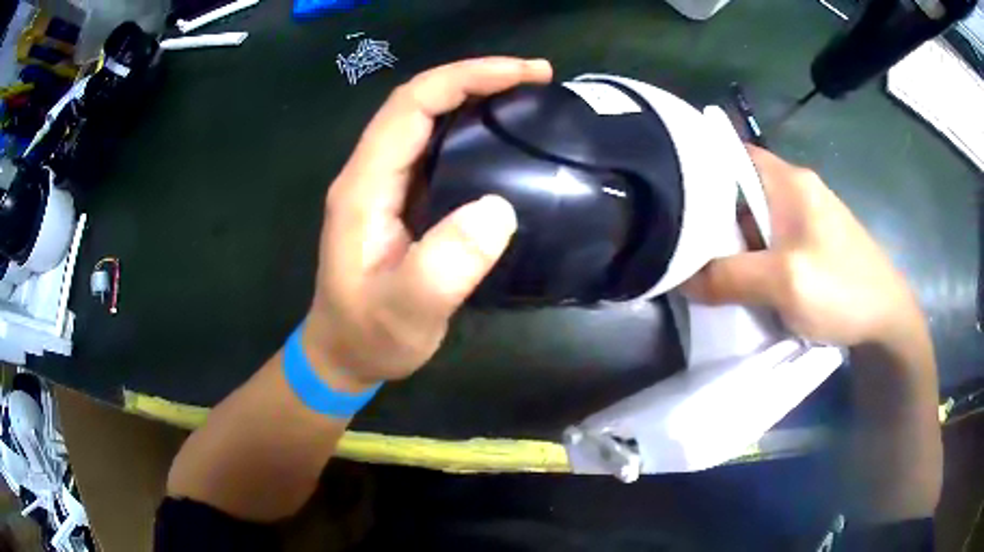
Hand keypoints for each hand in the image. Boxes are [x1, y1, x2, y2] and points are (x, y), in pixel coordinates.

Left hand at [302, 57, 552, 390]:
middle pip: (419, 100)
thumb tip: (499, 208)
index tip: (524, 75)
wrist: (344, 354)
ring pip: (427, 118)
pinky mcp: (399, 198)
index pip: (412, 105)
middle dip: (477, 77)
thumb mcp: (406, 313)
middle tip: (538, 77)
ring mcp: (383, 184)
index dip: (466, 78)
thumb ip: (444, 267)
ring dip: (475, 96)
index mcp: (365, 186)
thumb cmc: (370, 335)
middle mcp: (370, 173)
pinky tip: (502, 136)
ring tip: (529, 96)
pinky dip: (471, 127)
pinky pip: (435, 146)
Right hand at [685, 146, 925, 347]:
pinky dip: (753, 259)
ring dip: (733, 244)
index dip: (697, 168)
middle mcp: (795, 190)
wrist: (887, 320)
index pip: (730, 153)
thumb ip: (730, 277)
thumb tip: (681, 278)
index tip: (667, 196)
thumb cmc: (842, 289)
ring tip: (708, 272)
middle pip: (739, 191)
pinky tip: (745, 283)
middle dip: (711, 218)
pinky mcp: (812, 243)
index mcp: (789, 181)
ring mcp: (806, 218)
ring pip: (754, 221)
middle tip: (683, 247)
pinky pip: (771, 242)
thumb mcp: (784, 283)